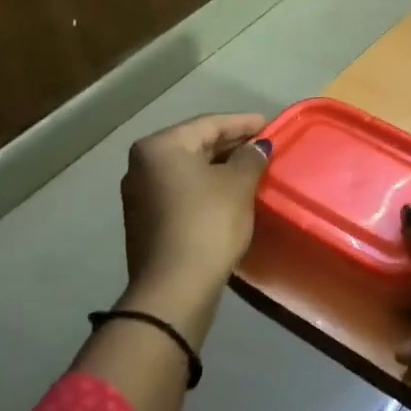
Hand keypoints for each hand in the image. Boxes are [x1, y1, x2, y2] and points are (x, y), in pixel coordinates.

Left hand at [119, 112, 270, 319]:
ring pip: (188, 171)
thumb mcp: (238, 185)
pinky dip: (206, 188)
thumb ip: (250, 158)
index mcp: (160, 147)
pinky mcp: (146, 221)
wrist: (175, 286)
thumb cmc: (208, 223)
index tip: (270, 124)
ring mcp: (140, 195)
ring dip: (219, 168)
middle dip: (231, 145)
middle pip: (195, 145)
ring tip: (252, 169)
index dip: (243, 123)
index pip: (209, 124)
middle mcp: (142, 165)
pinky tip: (230, 195)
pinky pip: (182, 192)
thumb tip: (257, 147)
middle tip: (263, 147)